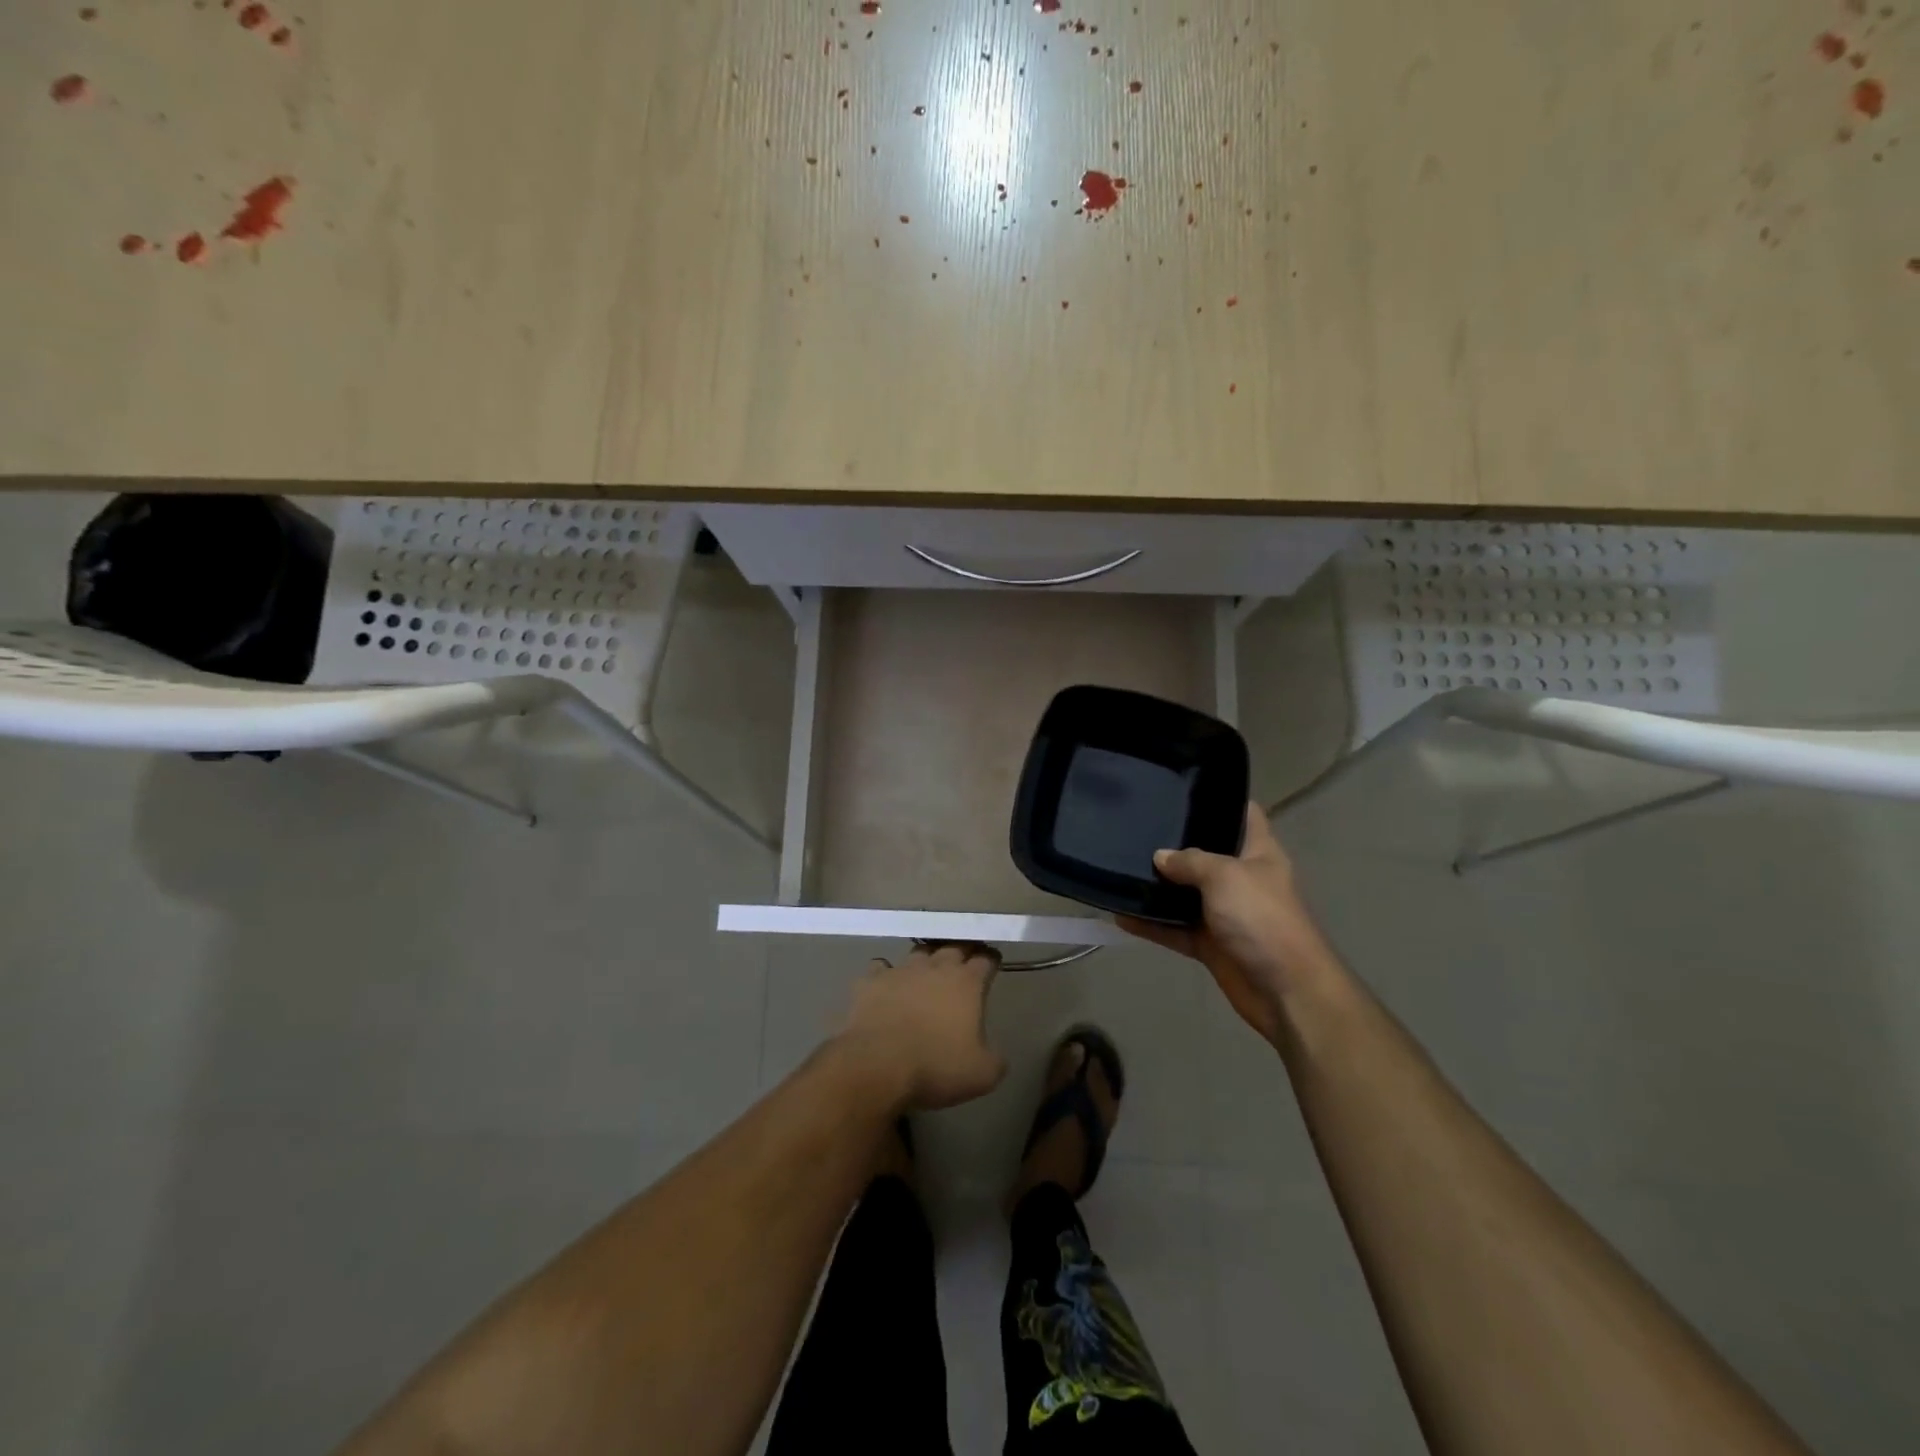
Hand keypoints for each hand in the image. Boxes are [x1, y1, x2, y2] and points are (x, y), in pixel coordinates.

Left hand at [837, 943, 1007, 1111]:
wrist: (878, 1065)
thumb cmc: (936, 1066)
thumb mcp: (982, 1075)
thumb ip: (995, 1060)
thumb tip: (996, 1056)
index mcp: (967, 983)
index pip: (985, 960)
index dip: (991, 960)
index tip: (993, 962)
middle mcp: (936, 967)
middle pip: (954, 947)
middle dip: (962, 951)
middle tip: (965, 961)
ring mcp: (902, 970)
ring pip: (919, 952)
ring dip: (926, 958)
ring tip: (927, 969)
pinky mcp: (871, 980)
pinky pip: (880, 967)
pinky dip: (886, 974)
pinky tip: (886, 985)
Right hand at [1119, 804, 1341, 1044]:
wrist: (1285, 990)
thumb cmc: (1262, 919)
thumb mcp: (1225, 876)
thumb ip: (1190, 861)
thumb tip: (1160, 856)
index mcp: (1258, 852)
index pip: (1242, 813)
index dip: (1220, 798)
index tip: (1183, 786)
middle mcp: (1241, 878)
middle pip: (1206, 852)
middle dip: (1175, 841)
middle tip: (1137, 823)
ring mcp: (1224, 912)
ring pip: (1185, 892)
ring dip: (1158, 886)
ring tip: (1119, 864)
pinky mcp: (1209, 943)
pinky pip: (1173, 928)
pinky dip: (1150, 924)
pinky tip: (1120, 914)